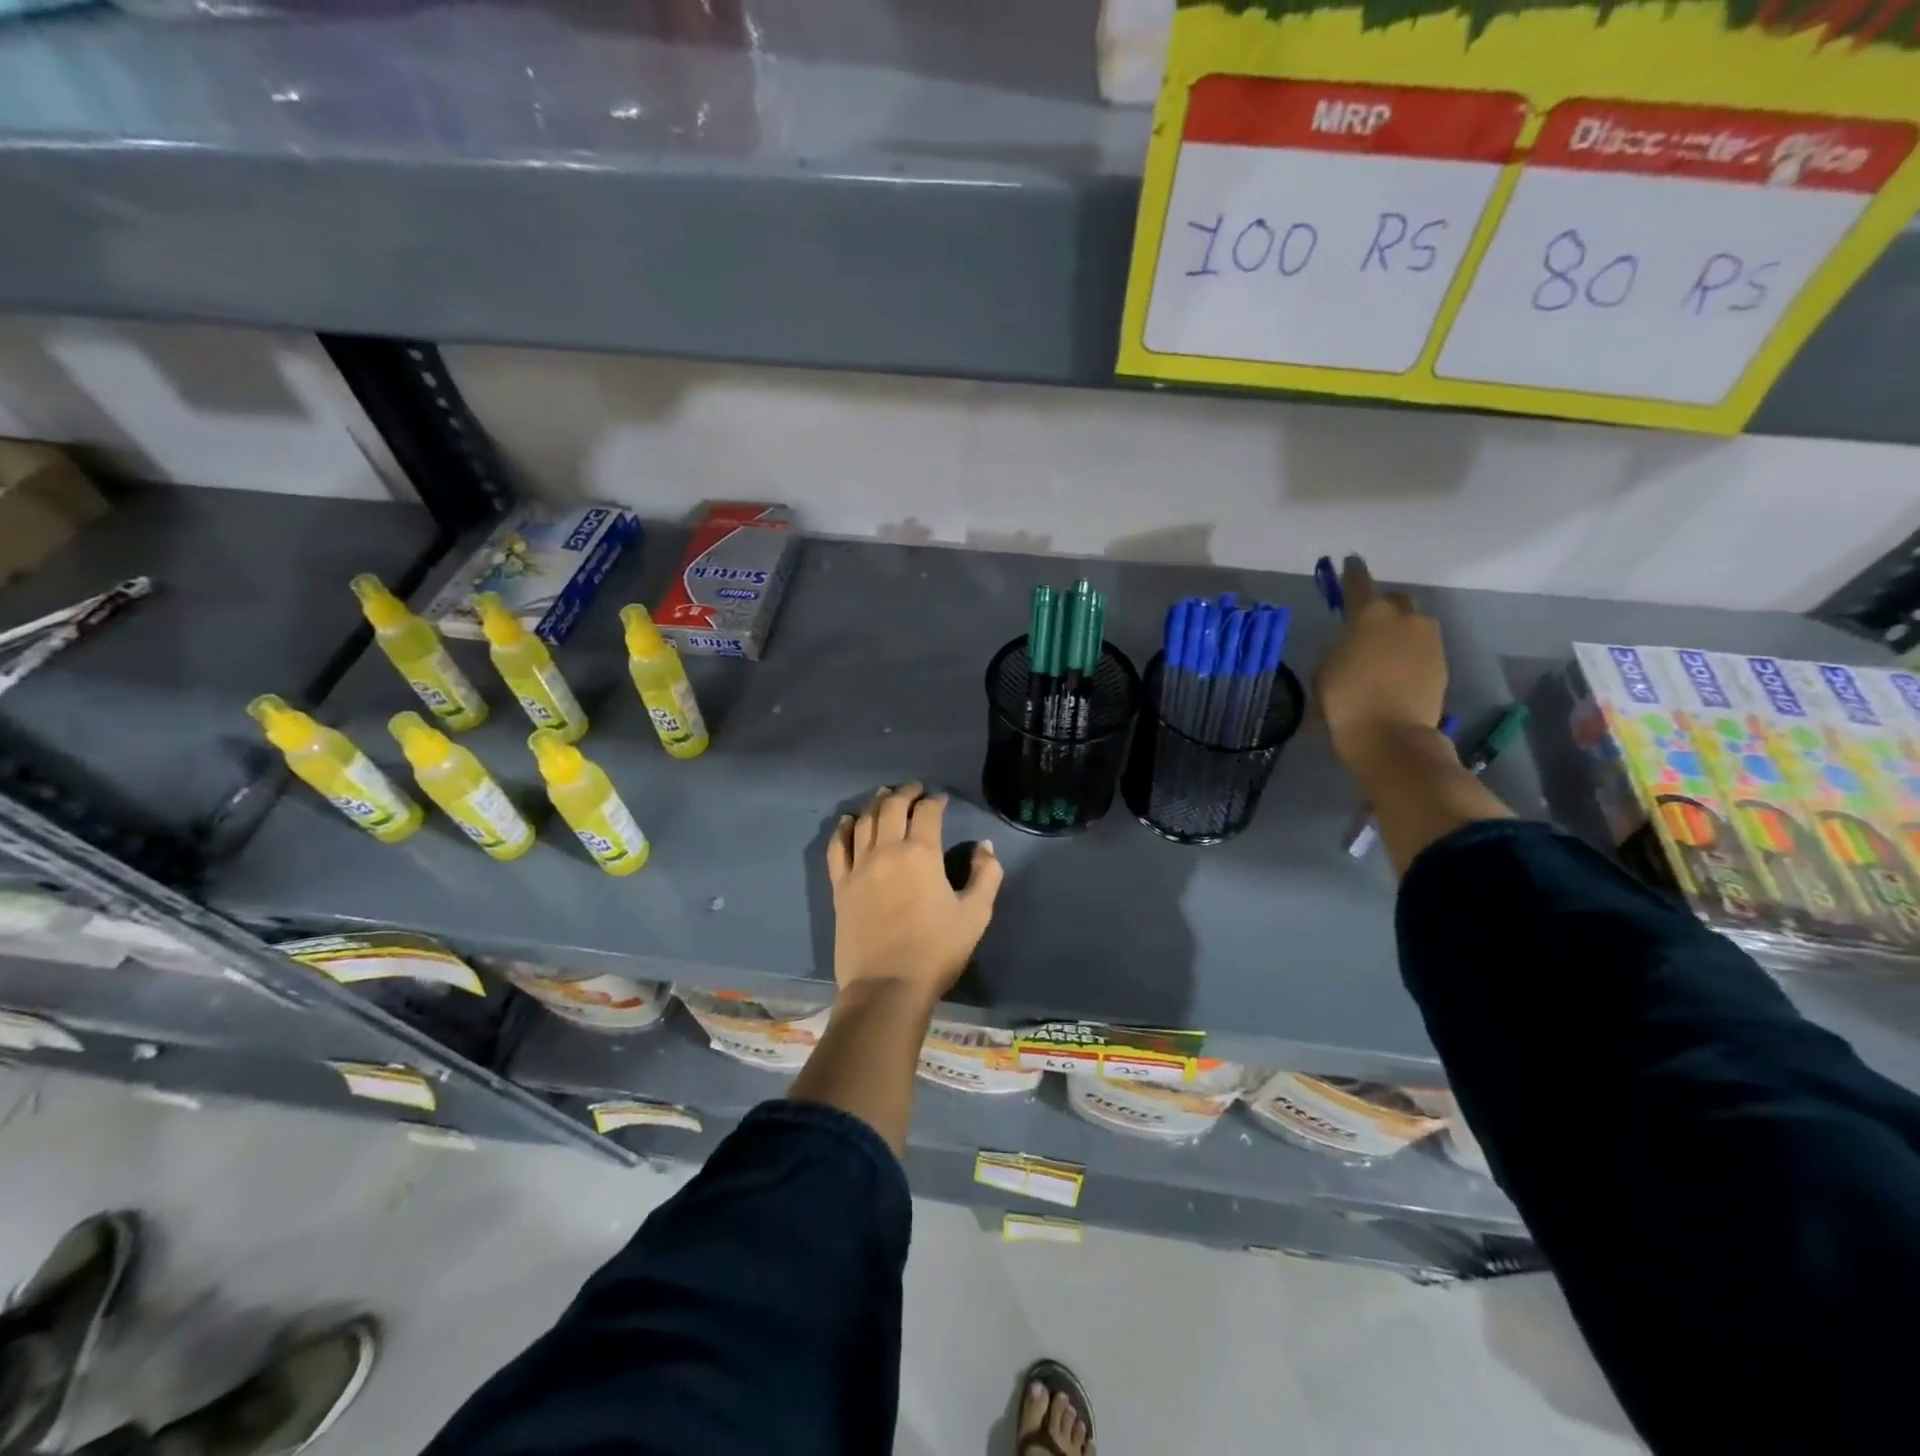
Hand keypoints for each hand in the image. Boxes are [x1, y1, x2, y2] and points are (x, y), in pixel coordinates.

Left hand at [826, 783, 1003, 1004]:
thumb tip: (984, 846)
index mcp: (921, 853)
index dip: (935, 801)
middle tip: (914, 790)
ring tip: (883, 795)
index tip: (941, 800)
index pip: (927, 813)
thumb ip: (986, 875)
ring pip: (864, 821)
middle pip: (892, 808)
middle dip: (905, 793)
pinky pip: (838, 847)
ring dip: (875, 803)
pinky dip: (843, 829)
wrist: (887, 986)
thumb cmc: (936, 951)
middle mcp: (887, 850)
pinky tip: (847, 821)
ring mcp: (859, 867)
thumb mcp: (976, 914)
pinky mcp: (840, 886)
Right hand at [1312, 557, 1447, 766]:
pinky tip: (1394, 671)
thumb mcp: (1324, 670)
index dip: (1352, 572)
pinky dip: (1408, 653)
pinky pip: (1421, 647)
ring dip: (1397, 632)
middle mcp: (1404, 617)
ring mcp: (1428, 639)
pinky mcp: (1442, 662)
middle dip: (1381, 607)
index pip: (1358, 582)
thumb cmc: (1345, 701)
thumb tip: (1353, 645)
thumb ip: (1339, 647)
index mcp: (1368, 614)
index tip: (1350, 562)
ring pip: (1412, 624)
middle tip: (1365, 625)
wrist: (1391, 735)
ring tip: (1381, 652)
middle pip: (1393, 601)